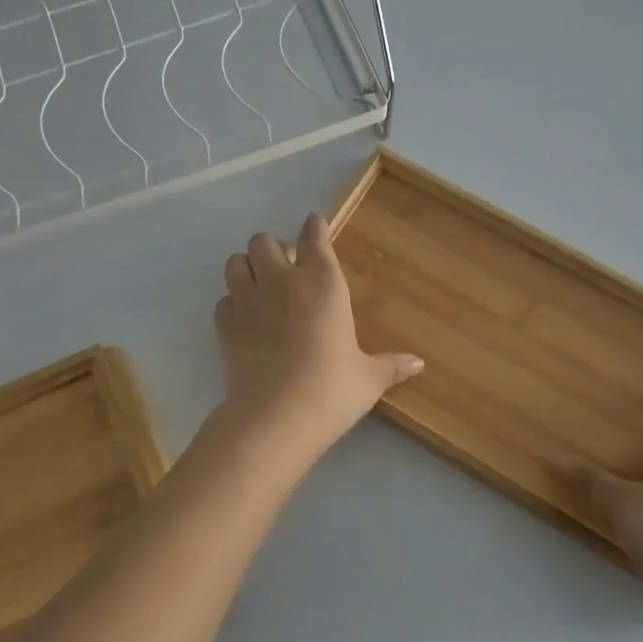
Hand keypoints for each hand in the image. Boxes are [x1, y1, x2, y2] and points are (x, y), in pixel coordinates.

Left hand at [213, 214, 422, 457]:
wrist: (276, 417)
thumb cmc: (332, 390)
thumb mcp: (368, 378)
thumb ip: (391, 365)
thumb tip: (419, 364)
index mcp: (323, 283)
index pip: (314, 238)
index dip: (314, 228)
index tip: (314, 225)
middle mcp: (282, 281)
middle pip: (263, 241)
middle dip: (273, 250)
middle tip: (285, 270)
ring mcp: (248, 301)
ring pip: (236, 261)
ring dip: (247, 268)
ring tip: (259, 287)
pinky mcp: (225, 326)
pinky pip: (223, 300)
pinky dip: (231, 304)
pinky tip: (244, 319)